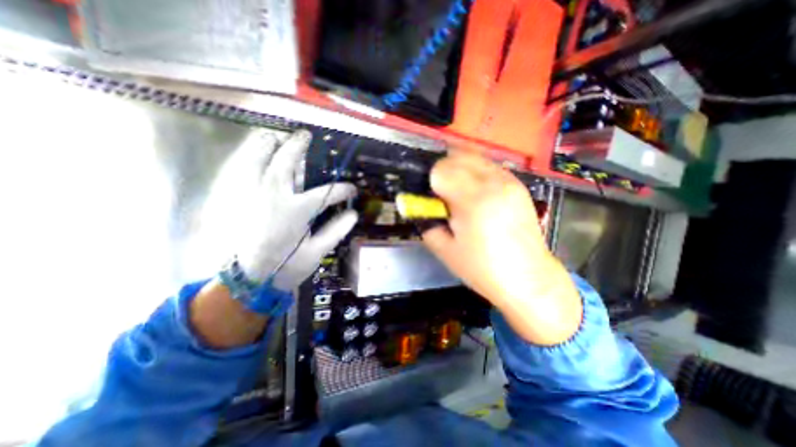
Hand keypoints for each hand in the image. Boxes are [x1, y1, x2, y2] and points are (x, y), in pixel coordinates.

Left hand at [203, 128, 357, 291]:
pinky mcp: (241, 202)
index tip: (351, 189)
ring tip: (276, 136)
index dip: (343, 189)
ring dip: (268, 146)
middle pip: (286, 163)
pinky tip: (254, 154)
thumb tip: (353, 214)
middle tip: (306, 135)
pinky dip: (250, 159)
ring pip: (258, 161)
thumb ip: (336, 231)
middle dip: (298, 146)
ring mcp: (253, 197)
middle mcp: (274, 197)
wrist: (249, 281)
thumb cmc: (286, 268)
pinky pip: (243, 172)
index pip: (327, 193)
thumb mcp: (316, 252)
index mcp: (296, 211)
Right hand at [422, 154, 581, 345]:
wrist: (528, 279)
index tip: (430, 198)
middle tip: (440, 194)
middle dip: (442, 172)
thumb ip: (427, 223)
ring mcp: (509, 181)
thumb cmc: (483, 269)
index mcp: (473, 201)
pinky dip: (475, 172)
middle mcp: (494, 183)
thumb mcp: (445, 250)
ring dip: (459, 169)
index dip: (430, 183)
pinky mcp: (518, 185)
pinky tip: (475, 192)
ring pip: (474, 157)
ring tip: (457, 192)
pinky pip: (489, 166)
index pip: (441, 170)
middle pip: (457, 157)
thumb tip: (419, 207)